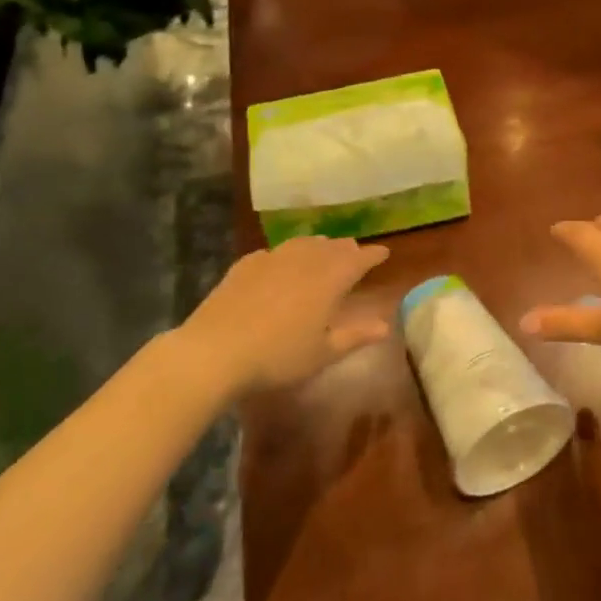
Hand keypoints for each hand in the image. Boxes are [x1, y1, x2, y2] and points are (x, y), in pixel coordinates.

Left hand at [183, 237, 391, 393]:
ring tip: (323, 250)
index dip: (373, 255)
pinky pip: (274, 252)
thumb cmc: (278, 357)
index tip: (384, 253)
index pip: (358, 259)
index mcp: (329, 279)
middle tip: (355, 253)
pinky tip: (280, 262)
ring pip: (303, 243)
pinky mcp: (245, 265)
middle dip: (347, 249)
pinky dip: (287, 254)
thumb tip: (385, 326)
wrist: (215, 351)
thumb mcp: (322, 353)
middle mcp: (304, 260)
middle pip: (332, 247)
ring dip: (318, 246)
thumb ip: (355, 336)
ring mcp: (272, 259)